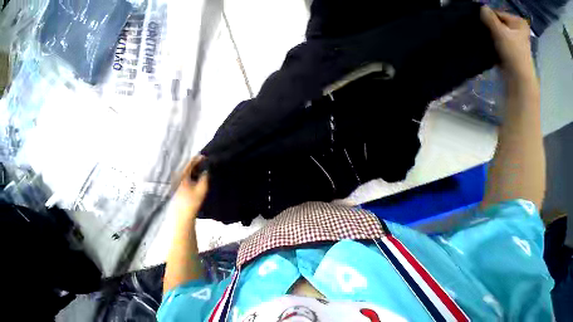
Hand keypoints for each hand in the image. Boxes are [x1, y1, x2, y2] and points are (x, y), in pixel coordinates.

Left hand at [173, 156, 208, 221]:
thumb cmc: (192, 201)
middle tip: (203, 160)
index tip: (203, 155)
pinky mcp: (178, 188)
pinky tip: (197, 175)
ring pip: (185, 173)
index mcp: (181, 178)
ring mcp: (176, 184)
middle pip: (185, 168)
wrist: (182, 216)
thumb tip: (206, 170)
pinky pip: (185, 177)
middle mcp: (177, 179)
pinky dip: (191, 174)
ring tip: (202, 166)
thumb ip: (205, 177)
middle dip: (194, 163)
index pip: (188, 165)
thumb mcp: (202, 188)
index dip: (196, 159)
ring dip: (193, 169)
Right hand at [480, 6, 535, 81]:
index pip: (498, 15)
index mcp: (517, 21)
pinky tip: (483, 46)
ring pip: (496, 33)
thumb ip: (491, 20)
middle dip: (487, 28)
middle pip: (497, 24)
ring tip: (478, 39)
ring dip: (487, 36)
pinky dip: (489, 43)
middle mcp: (516, 28)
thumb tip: (481, 7)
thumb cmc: (511, 52)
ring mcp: (512, 38)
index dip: (487, 18)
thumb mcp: (500, 34)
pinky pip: (496, 41)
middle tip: (476, 32)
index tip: (475, 24)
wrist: (516, 73)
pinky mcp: (507, 48)